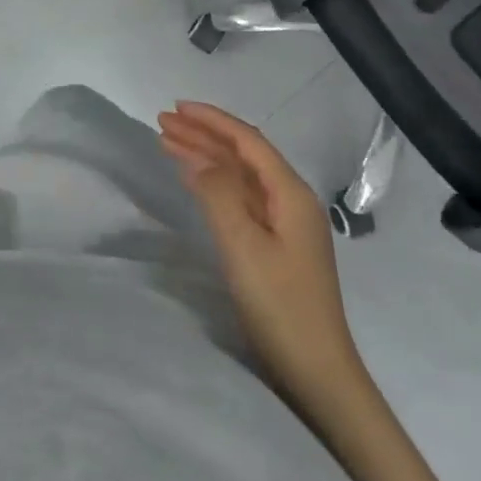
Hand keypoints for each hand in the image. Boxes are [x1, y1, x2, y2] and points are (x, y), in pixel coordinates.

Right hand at [158, 102, 362, 393]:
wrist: (318, 373)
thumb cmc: (281, 305)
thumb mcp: (243, 246)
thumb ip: (219, 194)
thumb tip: (199, 159)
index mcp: (291, 193)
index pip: (247, 141)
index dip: (212, 120)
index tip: (176, 107)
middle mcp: (291, 200)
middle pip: (242, 154)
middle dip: (203, 134)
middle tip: (162, 122)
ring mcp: (286, 223)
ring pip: (240, 174)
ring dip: (206, 155)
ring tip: (167, 141)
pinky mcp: (277, 244)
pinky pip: (241, 196)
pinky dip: (214, 181)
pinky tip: (193, 178)